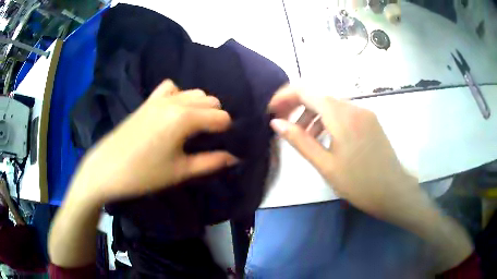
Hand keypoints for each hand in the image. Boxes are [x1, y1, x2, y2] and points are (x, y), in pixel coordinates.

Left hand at [70, 80, 237, 203]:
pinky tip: (174, 111)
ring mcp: (159, 98)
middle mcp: (175, 101)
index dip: (226, 131)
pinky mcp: (148, 101)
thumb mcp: (180, 171)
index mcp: (184, 119)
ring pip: (193, 92)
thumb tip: (234, 158)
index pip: (220, 117)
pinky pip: (171, 88)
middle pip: (210, 100)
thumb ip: (210, 162)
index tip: (223, 145)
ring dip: (200, 106)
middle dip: (215, 117)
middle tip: (209, 138)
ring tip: (194, 126)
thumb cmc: (144, 174)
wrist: (106, 168)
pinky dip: (179, 95)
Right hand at [268, 86, 424, 221]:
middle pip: (319, 96)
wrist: (393, 192)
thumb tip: (276, 123)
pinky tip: (325, 138)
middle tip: (284, 124)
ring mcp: (364, 113)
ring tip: (304, 136)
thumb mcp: (325, 164)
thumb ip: (300, 140)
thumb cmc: (359, 183)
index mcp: (341, 116)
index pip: (306, 91)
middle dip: (297, 106)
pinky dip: (329, 120)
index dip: (285, 97)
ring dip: (313, 115)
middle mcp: (354, 107)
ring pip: (332, 105)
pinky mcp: (370, 121)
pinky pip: (344, 113)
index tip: (271, 110)